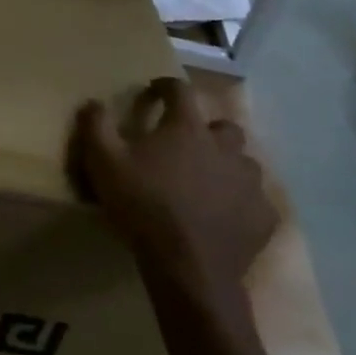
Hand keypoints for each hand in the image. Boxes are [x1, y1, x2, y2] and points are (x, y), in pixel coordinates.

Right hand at [71, 77, 276, 307]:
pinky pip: (254, 201)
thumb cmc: (143, 205)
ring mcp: (249, 184)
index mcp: (187, 129)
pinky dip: (239, 202)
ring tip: (205, 182)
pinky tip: (223, 215)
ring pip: (243, 163)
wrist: (188, 268)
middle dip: (206, 130)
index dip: (166, 86)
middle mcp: (225, 148)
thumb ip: (96, 126)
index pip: (181, 91)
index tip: (154, 91)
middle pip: (223, 127)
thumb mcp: (103, 162)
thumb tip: (92, 102)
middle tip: (185, 145)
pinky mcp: (262, 218)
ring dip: (226, 166)